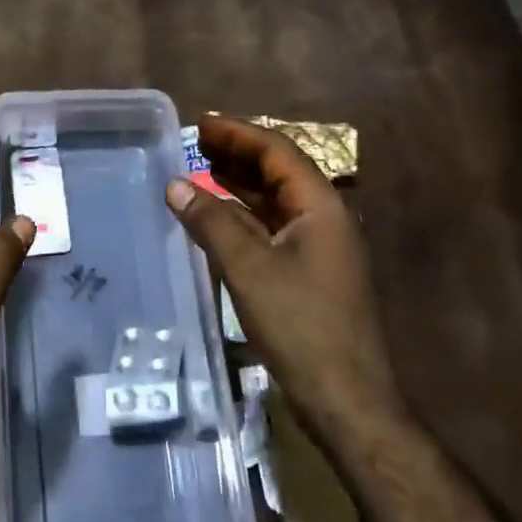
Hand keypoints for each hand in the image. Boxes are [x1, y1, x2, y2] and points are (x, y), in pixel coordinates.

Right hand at [165, 116, 402, 435]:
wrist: (346, 398)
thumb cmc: (300, 325)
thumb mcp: (248, 268)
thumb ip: (211, 221)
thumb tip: (175, 185)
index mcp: (320, 206)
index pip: (277, 151)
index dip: (238, 133)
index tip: (201, 123)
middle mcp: (325, 218)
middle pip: (279, 171)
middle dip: (238, 153)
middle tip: (196, 142)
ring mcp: (320, 247)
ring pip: (275, 200)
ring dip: (239, 182)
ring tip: (201, 169)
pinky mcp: (310, 272)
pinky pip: (273, 227)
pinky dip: (243, 215)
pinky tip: (217, 216)